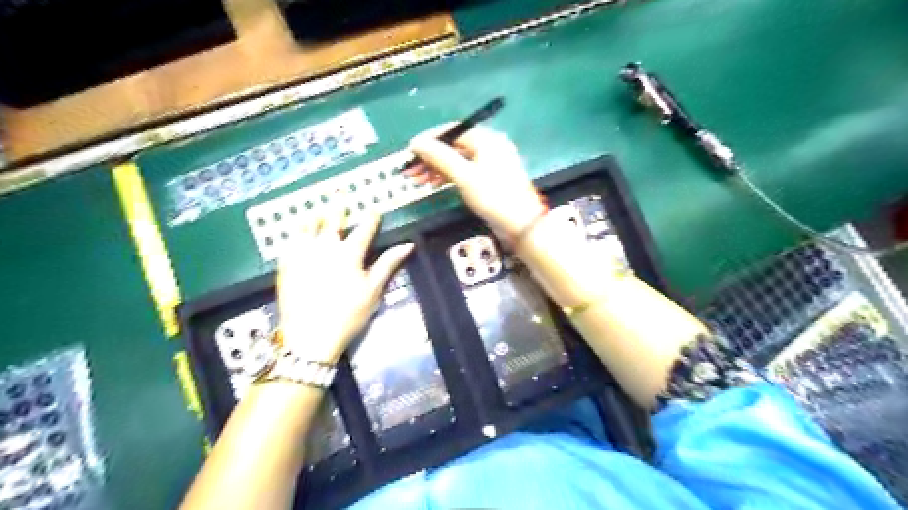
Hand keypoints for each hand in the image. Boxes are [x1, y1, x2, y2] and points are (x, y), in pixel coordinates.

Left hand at [277, 214, 412, 363]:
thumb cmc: (348, 314)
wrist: (310, 336)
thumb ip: (388, 264)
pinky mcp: (286, 263)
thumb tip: (408, 245)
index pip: (364, 229)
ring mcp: (303, 253)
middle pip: (333, 220)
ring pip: (308, 225)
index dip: (371, 218)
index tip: (374, 210)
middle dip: (339, 206)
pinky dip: (295, 231)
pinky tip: (296, 230)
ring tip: (316, 208)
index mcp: (350, 253)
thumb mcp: (373, 290)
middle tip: (340, 193)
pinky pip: (289, 240)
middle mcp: (326, 246)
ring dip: (314, 214)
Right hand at [407, 124, 545, 239]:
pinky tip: (433, 185)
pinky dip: (448, 177)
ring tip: (417, 181)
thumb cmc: (494, 197)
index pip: (452, 131)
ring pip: (457, 161)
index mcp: (486, 140)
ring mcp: (489, 164)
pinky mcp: (488, 180)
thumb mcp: (464, 176)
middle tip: (410, 171)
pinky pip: (464, 172)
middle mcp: (488, 147)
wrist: (521, 225)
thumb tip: (416, 143)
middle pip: (453, 146)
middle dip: (430, 158)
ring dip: (436, 169)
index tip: (410, 151)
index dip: (429, 139)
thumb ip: (439, 157)